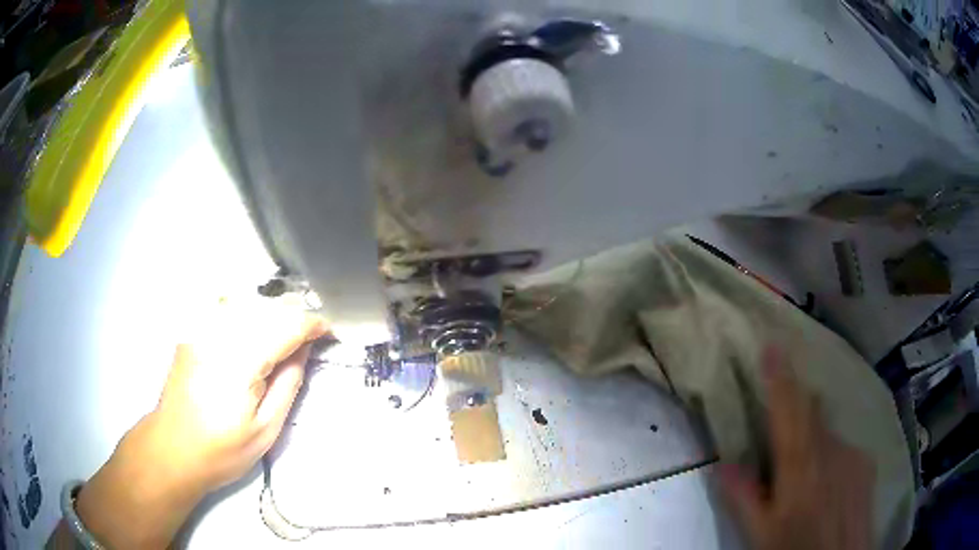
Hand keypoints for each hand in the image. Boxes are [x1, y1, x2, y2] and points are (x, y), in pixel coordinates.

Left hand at [56, 299, 328, 548]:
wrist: (173, 448)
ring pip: (247, 301)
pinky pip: (224, 307)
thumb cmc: (222, 449)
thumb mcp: (266, 429)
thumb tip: (303, 350)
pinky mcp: (190, 330)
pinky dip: (246, 312)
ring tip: (282, 337)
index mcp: (240, 361)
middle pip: (267, 307)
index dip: (312, 324)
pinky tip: (250, 331)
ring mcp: (200, 328)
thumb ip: (288, 384)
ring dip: (270, 313)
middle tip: (308, 339)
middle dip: (293, 317)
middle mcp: (219, 333)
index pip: (286, 325)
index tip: (327, 332)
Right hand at [719, 348, 874, 549]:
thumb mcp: (762, 534)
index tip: (773, 344)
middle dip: (797, 398)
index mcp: (801, 466)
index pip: (789, 410)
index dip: (780, 377)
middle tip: (784, 398)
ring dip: (813, 434)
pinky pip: (843, 446)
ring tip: (803, 465)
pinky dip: (830, 453)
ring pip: (828, 431)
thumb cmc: (798, 548)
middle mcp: (831, 448)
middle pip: (812, 409)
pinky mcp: (866, 462)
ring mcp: (853, 452)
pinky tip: (828, 480)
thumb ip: (744, 498)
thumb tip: (722, 464)